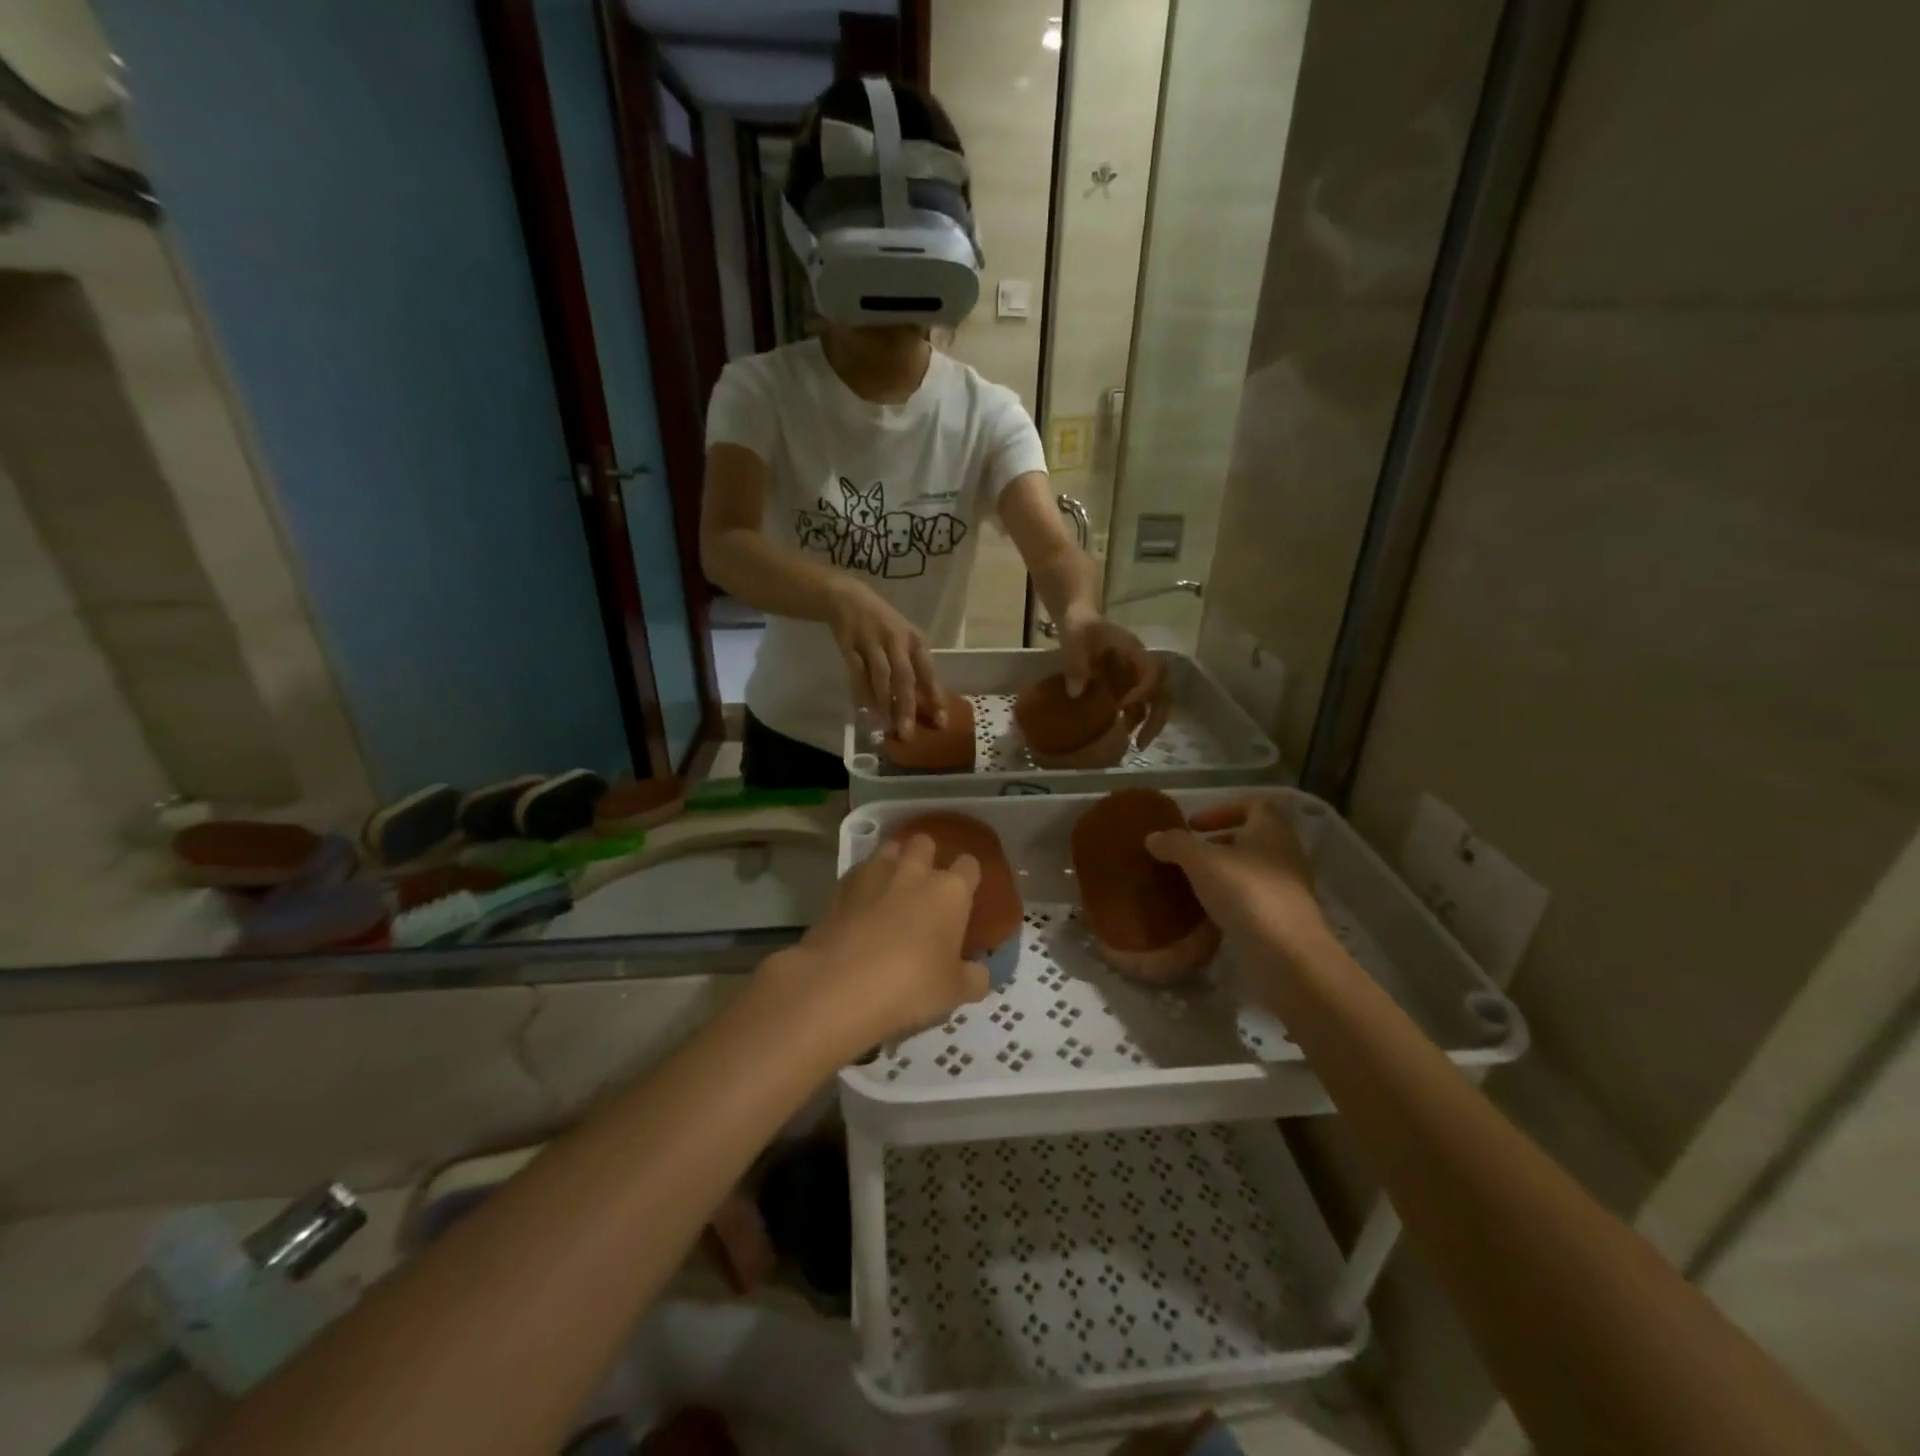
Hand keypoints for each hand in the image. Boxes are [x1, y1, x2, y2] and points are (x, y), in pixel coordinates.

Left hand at [758, 835, 990, 1053]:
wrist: (838, 985)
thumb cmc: (910, 986)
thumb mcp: (954, 992)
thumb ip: (973, 978)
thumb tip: (979, 973)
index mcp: (950, 891)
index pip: (969, 865)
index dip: (968, 878)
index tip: (964, 896)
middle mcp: (914, 872)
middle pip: (925, 843)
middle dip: (927, 857)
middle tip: (925, 887)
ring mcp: (874, 874)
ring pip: (890, 849)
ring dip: (894, 862)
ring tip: (892, 889)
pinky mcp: (841, 886)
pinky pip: (859, 872)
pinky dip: (863, 883)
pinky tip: (861, 907)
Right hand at [827, 578, 943, 738]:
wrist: (849, 599)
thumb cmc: (884, 625)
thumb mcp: (905, 640)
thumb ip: (914, 668)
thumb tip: (927, 704)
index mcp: (915, 640)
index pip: (928, 672)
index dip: (935, 697)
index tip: (941, 722)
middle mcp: (896, 640)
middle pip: (904, 677)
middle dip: (906, 706)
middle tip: (907, 733)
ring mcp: (872, 642)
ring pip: (880, 677)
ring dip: (882, 703)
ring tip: (884, 727)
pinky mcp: (850, 645)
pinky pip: (856, 673)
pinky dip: (860, 692)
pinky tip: (864, 710)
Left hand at [1058, 611, 1170, 745]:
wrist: (1077, 619)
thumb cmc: (1079, 626)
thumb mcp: (1074, 638)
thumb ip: (1075, 662)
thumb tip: (1076, 693)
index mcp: (1134, 651)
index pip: (1151, 672)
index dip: (1142, 691)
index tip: (1122, 706)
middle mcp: (1140, 666)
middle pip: (1162, 692)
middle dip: (1156, 718)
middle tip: (1142, 743)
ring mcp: (1134, 676)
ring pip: (1152, 702)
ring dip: (1147, 724)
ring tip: (1135, 745)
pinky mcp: (1124, 685)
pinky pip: (1136, 706)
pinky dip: (1131, 721)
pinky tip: (1118, 734)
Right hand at [1144, 798, 1325, 956]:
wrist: (1288, 955)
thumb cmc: (1246, 893)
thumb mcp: (1201, 862)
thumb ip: (1175, 844)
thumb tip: (1152, 837)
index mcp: (1272, 829)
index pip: (1252, 805)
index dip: (1222, 809)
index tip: (1194, 825)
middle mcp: (1287, 852)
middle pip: (1254, 836)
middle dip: (1221, 841)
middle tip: (1192, 854)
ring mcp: (1290, 887)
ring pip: (1255, 867)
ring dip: (1227, 870)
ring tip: (1197, 882)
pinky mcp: (1287, 917)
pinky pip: (1257, 896)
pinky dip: (1235, 896)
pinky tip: (1212, 910)